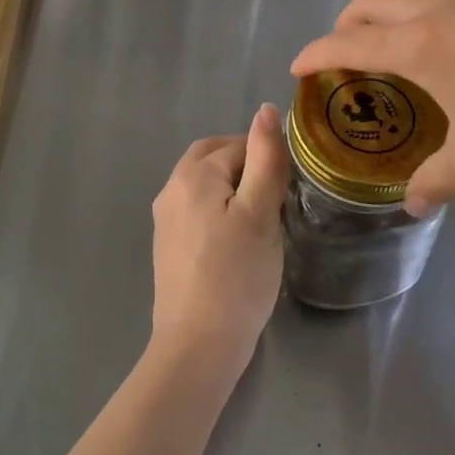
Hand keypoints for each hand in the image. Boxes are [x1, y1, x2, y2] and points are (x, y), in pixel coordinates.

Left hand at [148, 103, 289, 384]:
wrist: (197, 345)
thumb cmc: (236, 275)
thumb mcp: (260, 212)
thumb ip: (265, 158)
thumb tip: (265, 109)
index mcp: (192, 175)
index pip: (238, 145)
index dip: (267, 160)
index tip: (289, 188)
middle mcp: (171, 189)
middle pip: (212, 157)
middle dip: (245, 164)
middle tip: (275, 194)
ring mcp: (165, 220)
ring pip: (204, 184)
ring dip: (232, 187)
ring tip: (261, 217)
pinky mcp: (168, 246)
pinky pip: (196, 209)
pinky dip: (218, 209)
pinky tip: (237, 239)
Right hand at [291, 0, 454, 214]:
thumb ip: (439, 181)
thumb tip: (412, 204)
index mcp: (420, 45)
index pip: (347, 42)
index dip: (314, 53)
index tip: (297, 68)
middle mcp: (439, 9)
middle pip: (370, 1)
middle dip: (345, 24)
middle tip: (345, 57)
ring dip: (389, 17)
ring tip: (402, 56)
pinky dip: (431, 17)